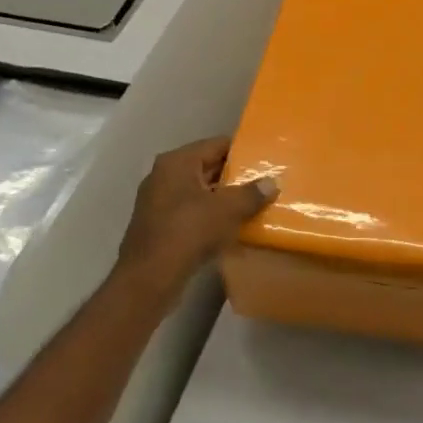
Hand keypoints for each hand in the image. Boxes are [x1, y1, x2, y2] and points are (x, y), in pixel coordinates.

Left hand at [113, 137, 277, 297]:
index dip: (242, 150)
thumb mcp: (228, 209)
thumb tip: (273, 182)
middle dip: (235, 175)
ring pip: (200, 192)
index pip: (216, 144)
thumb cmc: (189, 231)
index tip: (265, 158)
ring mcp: (158, 201)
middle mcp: (164, 175)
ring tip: (254, 204)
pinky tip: (232, 227)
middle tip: (264, 182)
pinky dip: (211, 216)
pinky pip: (191, 212)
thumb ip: (252, 193)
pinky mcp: (159, 225)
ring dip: (224, 198)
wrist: (150, 278)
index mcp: (177, 162)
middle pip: (207, 167)